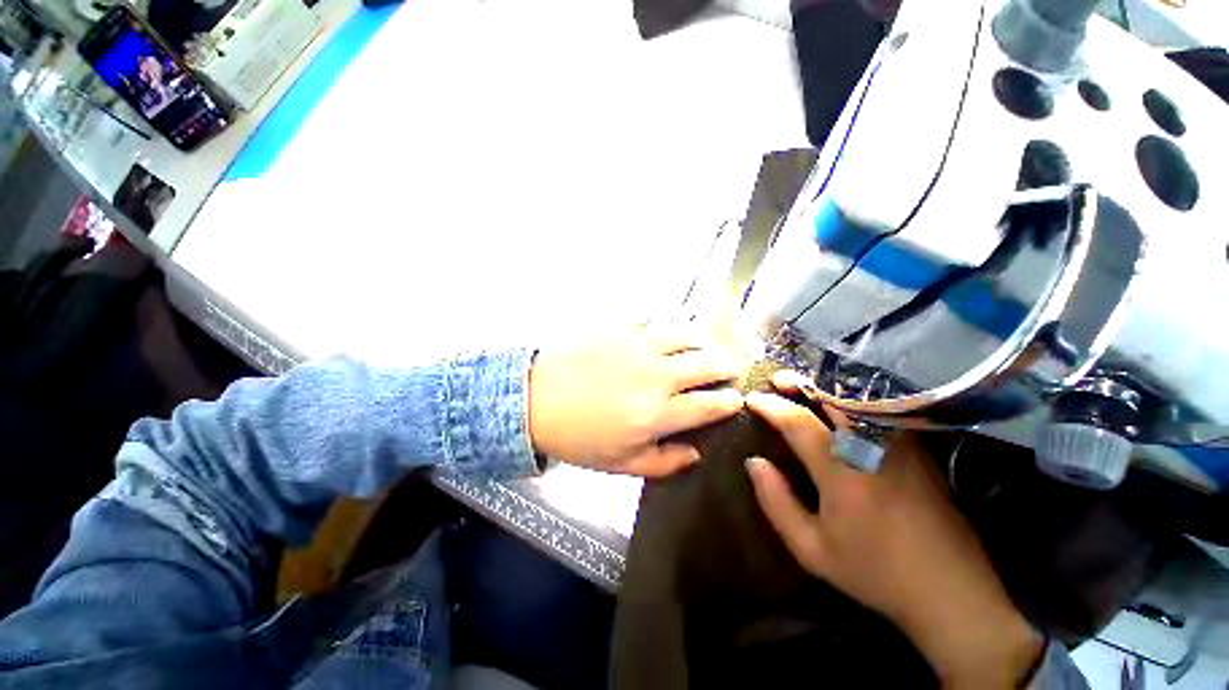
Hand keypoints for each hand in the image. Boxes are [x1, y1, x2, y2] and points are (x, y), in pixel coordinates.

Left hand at [528, 324, 744, 476]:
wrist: (536, 399)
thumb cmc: (578, 437)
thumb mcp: (620, 464)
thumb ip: (663, 462)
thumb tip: (695, 451)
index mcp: (657, 413)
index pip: (709, 404)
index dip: (729, 401)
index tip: (736, 400)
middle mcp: (656, 375)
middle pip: (708, 363)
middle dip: (727, 366)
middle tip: (729, 371)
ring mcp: (639, 346)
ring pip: (688, 335)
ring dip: (705, 342)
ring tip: (707, 348)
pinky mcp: (622, 328)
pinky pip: (658, 320)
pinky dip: (673, 326)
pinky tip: (674, 333)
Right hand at [745, 372, 1042, 688]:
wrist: (951, 594)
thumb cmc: (875, 573)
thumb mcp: (812, 550)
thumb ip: (776, 502)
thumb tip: (753, 462)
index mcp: (842, 472)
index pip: (797, 422)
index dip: (770, 406)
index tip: (751, 399)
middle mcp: (872, 449)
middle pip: (834, 397)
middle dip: (801, 382)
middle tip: (778, 380)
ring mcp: (901, 447)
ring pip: (861, 400)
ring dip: (828, 388)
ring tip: (806, 388)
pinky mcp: (920, 453)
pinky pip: (881, 413)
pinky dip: (855, 401)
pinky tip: (844, 408)